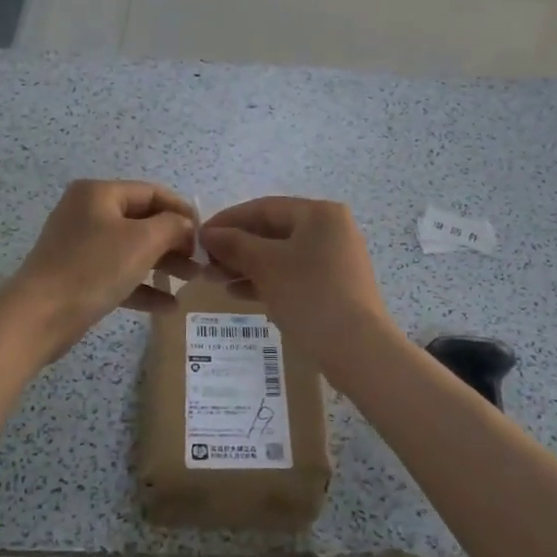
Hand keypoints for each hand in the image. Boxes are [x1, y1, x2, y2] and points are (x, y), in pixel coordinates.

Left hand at [2, 180, 197, 360]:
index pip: (152, 193)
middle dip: (175, 241)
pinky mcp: (78, 276)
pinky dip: (143, 286)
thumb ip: (173, 227)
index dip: (182, 211)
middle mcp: (88, 212)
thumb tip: (186, 227)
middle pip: (143, 221)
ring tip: (191, 282)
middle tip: (201, 261)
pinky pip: (118, 274)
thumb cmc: (94, 268)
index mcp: (99, 193)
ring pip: (132, 249)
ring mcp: (81, 245)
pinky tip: (168, 306)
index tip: (206, 234)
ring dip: (163, 264)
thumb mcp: (142, 241)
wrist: (39, 316)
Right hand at [199, 197, 388, 348]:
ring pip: (281, 255)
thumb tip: (209, 234)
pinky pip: (292, 275)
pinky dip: (266, 280)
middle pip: (273, 231)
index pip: (264, 208)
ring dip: (246, 265)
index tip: (198, 237)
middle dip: (236, 246)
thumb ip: (235, 245)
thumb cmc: (310, 295)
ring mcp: (335, 259)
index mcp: (319, 214)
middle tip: (204, 263)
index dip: (228, 220)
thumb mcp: (266, 266)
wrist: (358, 349)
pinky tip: (237, 293)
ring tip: (214, 280)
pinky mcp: (334, 286)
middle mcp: (331, 229)